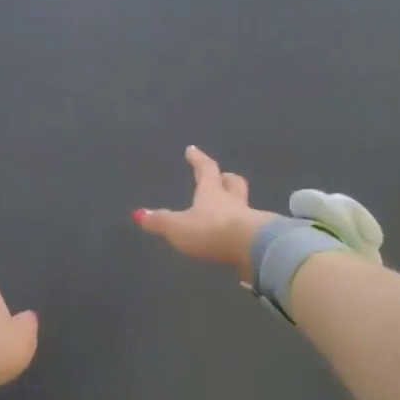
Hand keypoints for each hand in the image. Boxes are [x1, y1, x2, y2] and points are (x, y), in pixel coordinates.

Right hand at [134, 146, 278, 280]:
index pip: (206, 169)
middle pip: (233, 183)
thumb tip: (139, 214)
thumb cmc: (211, 231)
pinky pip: (250, 228)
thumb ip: (160, 221)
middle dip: (226, 178)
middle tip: (222, 176)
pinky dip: (243, 229)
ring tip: (228, 209)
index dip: (198, 159)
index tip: (192, 149)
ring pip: (243, 205)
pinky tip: (237, 237)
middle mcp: (232, 201)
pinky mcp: (260, 238)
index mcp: (212, 192)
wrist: (252, 249)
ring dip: (236, 204)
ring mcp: (250, 219)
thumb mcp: (178, 227)